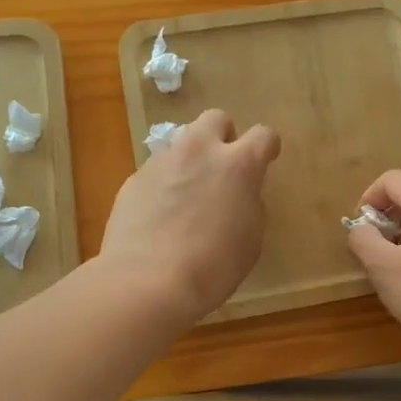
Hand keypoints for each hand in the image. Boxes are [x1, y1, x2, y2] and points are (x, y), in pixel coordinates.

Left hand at [99, 109, 280, 325]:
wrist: (147, 281)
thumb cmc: (213, 266)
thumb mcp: (250, 239)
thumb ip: (249, 205)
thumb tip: (240, 194)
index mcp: (238, 165)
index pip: (263, 135)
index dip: (267, 148)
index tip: (266, 160)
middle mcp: (199, 151)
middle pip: (216, 119)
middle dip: (223, 137)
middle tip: (222, 168)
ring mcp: (162, 161)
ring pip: (182, 143)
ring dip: (191, 160)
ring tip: (188, 196)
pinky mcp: (134, 179)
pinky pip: (157, 171)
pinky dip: (164, 185)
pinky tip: (161, 216)